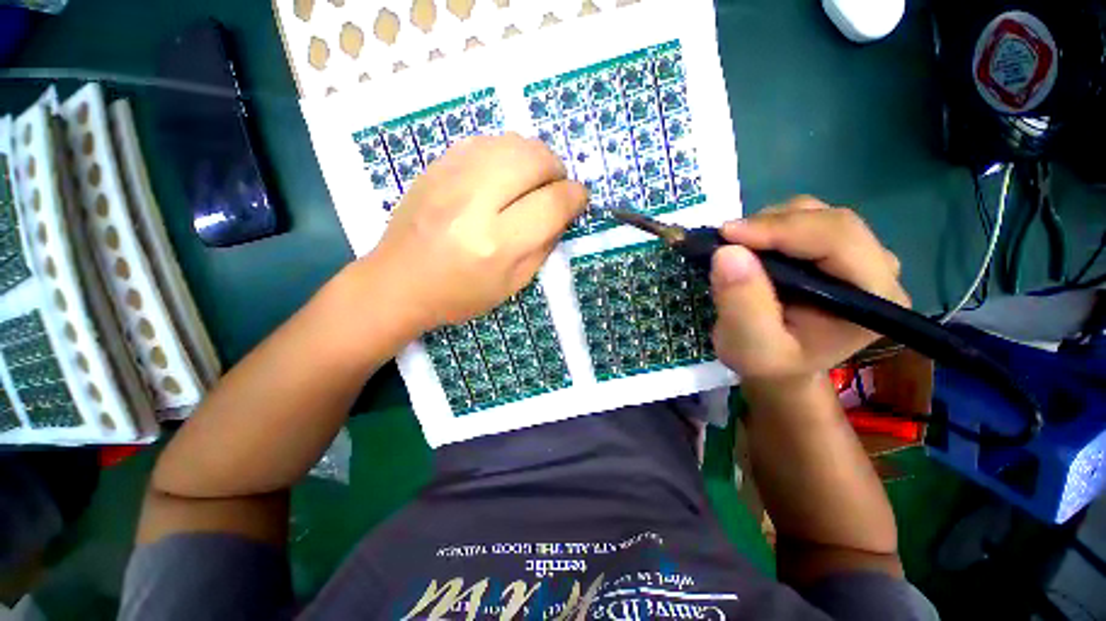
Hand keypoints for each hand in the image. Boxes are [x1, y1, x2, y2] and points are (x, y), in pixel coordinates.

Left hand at [364, 133, 585, 331]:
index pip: (552, 202)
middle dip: (557, 169)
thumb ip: (544, 246)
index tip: (579, 199)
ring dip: (534, 158)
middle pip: (535, 158)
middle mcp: (474, 202)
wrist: (398, 282)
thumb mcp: (513, 284)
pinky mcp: (435, 165)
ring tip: (531, 181)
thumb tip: (564, 210)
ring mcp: (450, 177)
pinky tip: (502, 175)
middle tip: (555, 188)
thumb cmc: (460, 294)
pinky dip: (506, 153)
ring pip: (512, 141)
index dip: (575, 196)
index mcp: (496, 243)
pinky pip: (486, 141)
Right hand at [710, 197, 909, 380]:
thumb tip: (727, 252)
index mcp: (873, 298)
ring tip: (737, 249)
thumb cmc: (768, 363)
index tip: (727, 235)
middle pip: (829, 221)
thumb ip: (742, 305)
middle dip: (771, 225)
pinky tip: (751, 248)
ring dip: (768, 225)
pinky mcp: (836, 249)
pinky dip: (769, 227)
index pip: (837, 241)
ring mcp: (859, 255)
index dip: (782, 230)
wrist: (779, 366)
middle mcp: (878, 269)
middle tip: (724, 241)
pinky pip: (804, 219)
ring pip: (815, 214)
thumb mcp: (750, 347)